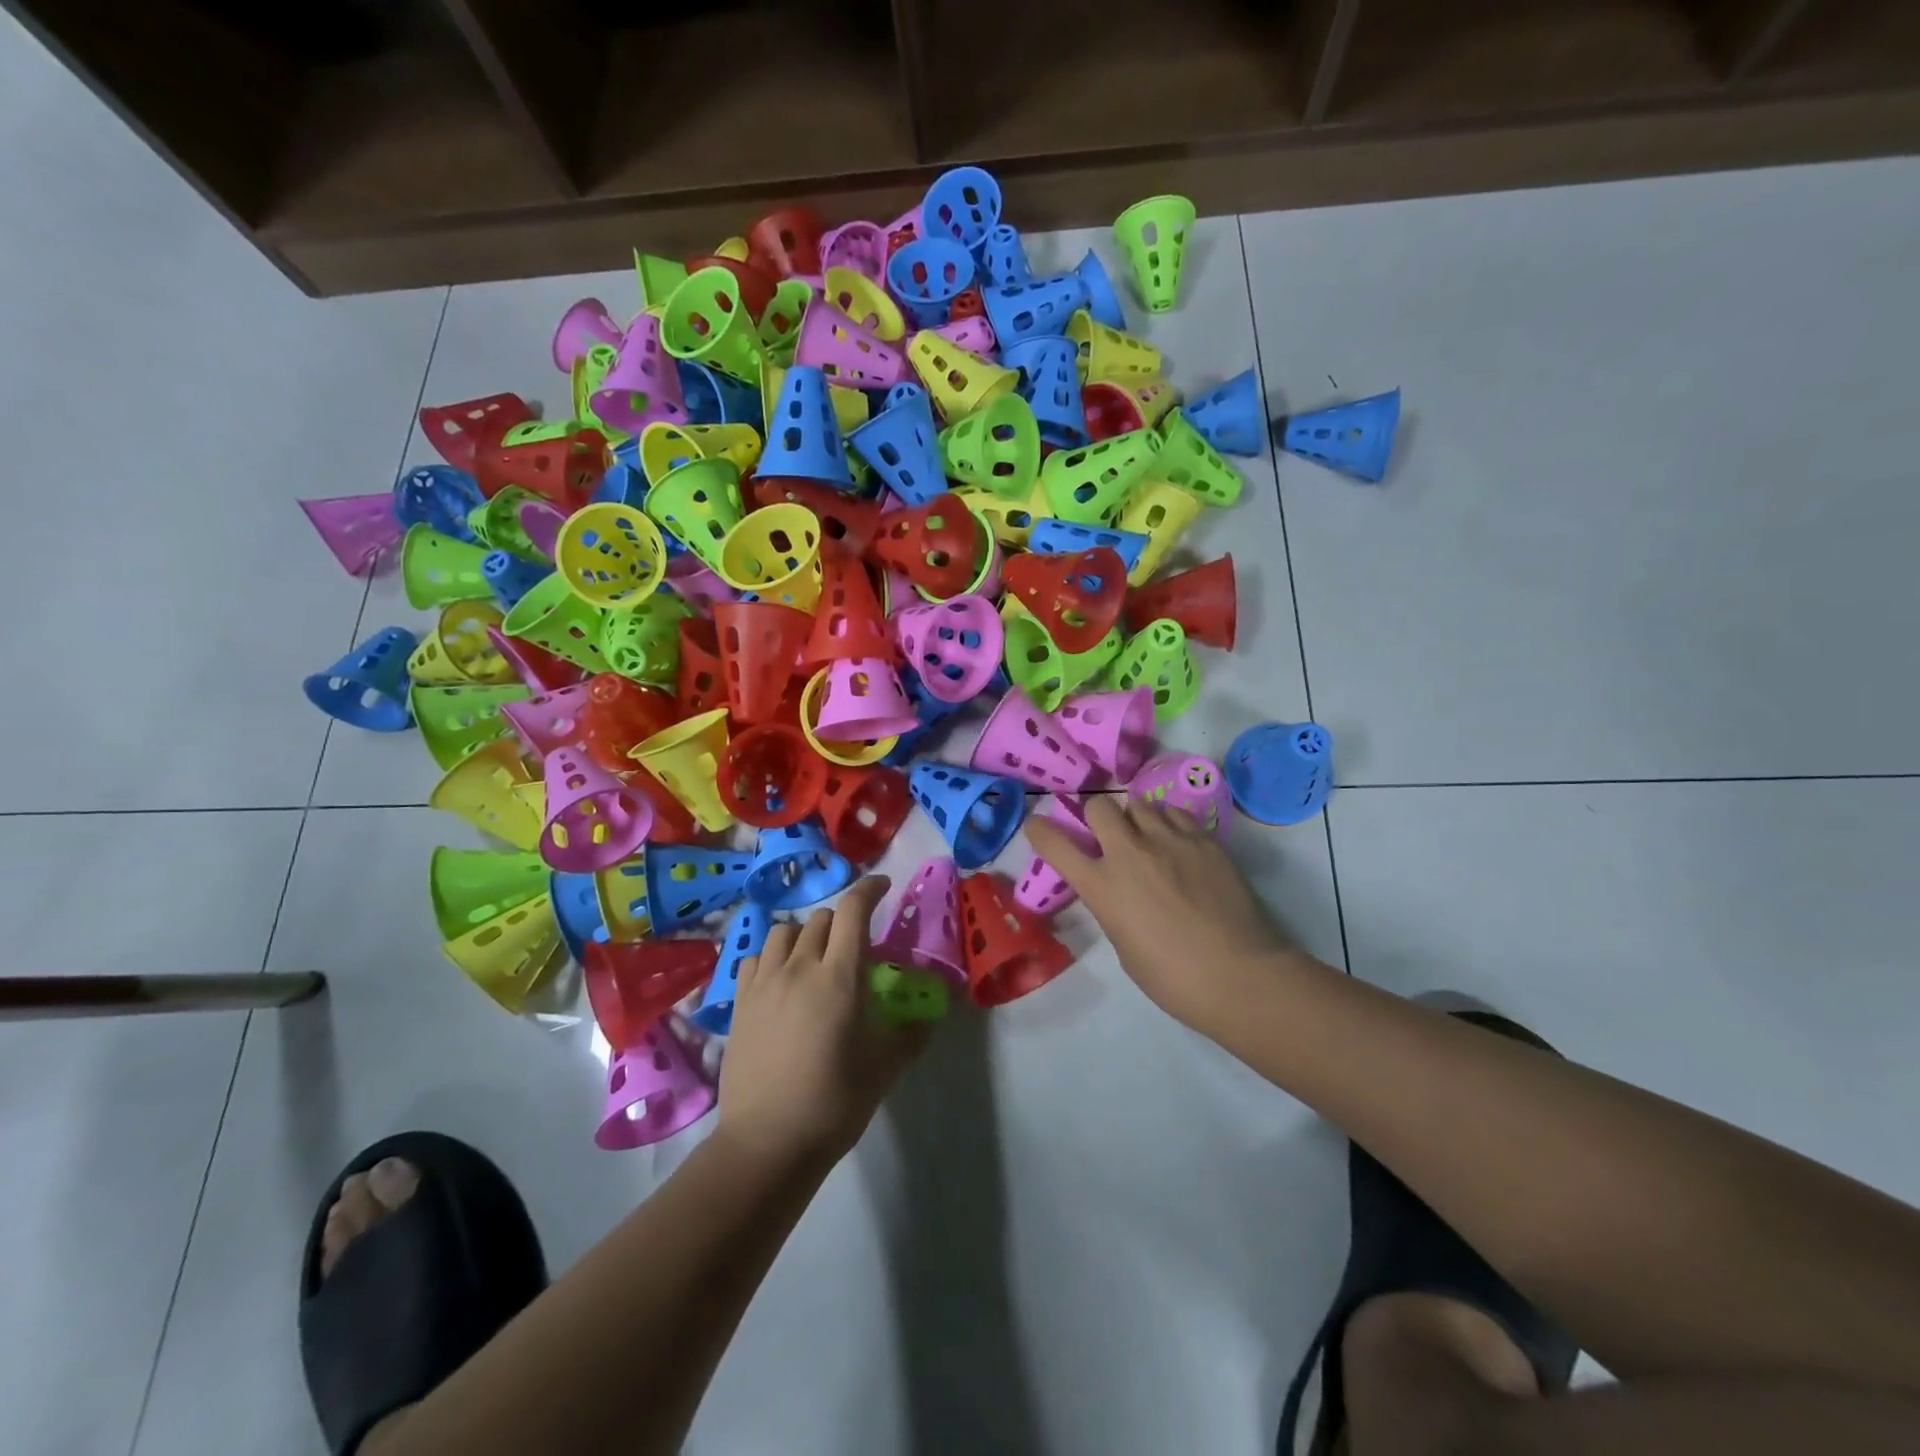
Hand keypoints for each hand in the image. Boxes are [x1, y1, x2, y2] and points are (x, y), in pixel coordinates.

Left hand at [717, 876, 928, 1165]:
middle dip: (842, 921)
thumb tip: (929, 1017)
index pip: (853, 910)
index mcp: (840, 977)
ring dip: (804, 935)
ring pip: (784, 931)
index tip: (882, 886)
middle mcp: (800, 967)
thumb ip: (911, 1035)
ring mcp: (764, 983)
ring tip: (813, 959)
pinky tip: (779, 978)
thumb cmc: (835, 1102)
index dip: (869, 889)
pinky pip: (754, 957)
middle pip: (821, 919)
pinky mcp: (740, 1003)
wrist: (768, 1142)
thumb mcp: (884, 1069)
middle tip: (854, 945)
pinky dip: (771, 956)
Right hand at [1025, 798, 1292, 1030]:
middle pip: (1100, 806)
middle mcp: (1130, 853)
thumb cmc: (1172, 978)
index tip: (1038, 826)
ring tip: (1149, 840)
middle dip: (1098, 818)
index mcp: (1102, 886)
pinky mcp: (1204, 840)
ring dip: (1135, 819)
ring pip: (1140, 804)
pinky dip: (1169, 823)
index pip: (1054, 843)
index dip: (1040, 830)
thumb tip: (1118, 889)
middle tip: (1109, 838)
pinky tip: (1179, 845)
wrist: (1239, 975)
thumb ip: (1113, 906)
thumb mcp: (1124, 945)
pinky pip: (1176, 814)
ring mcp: (1170, 841)